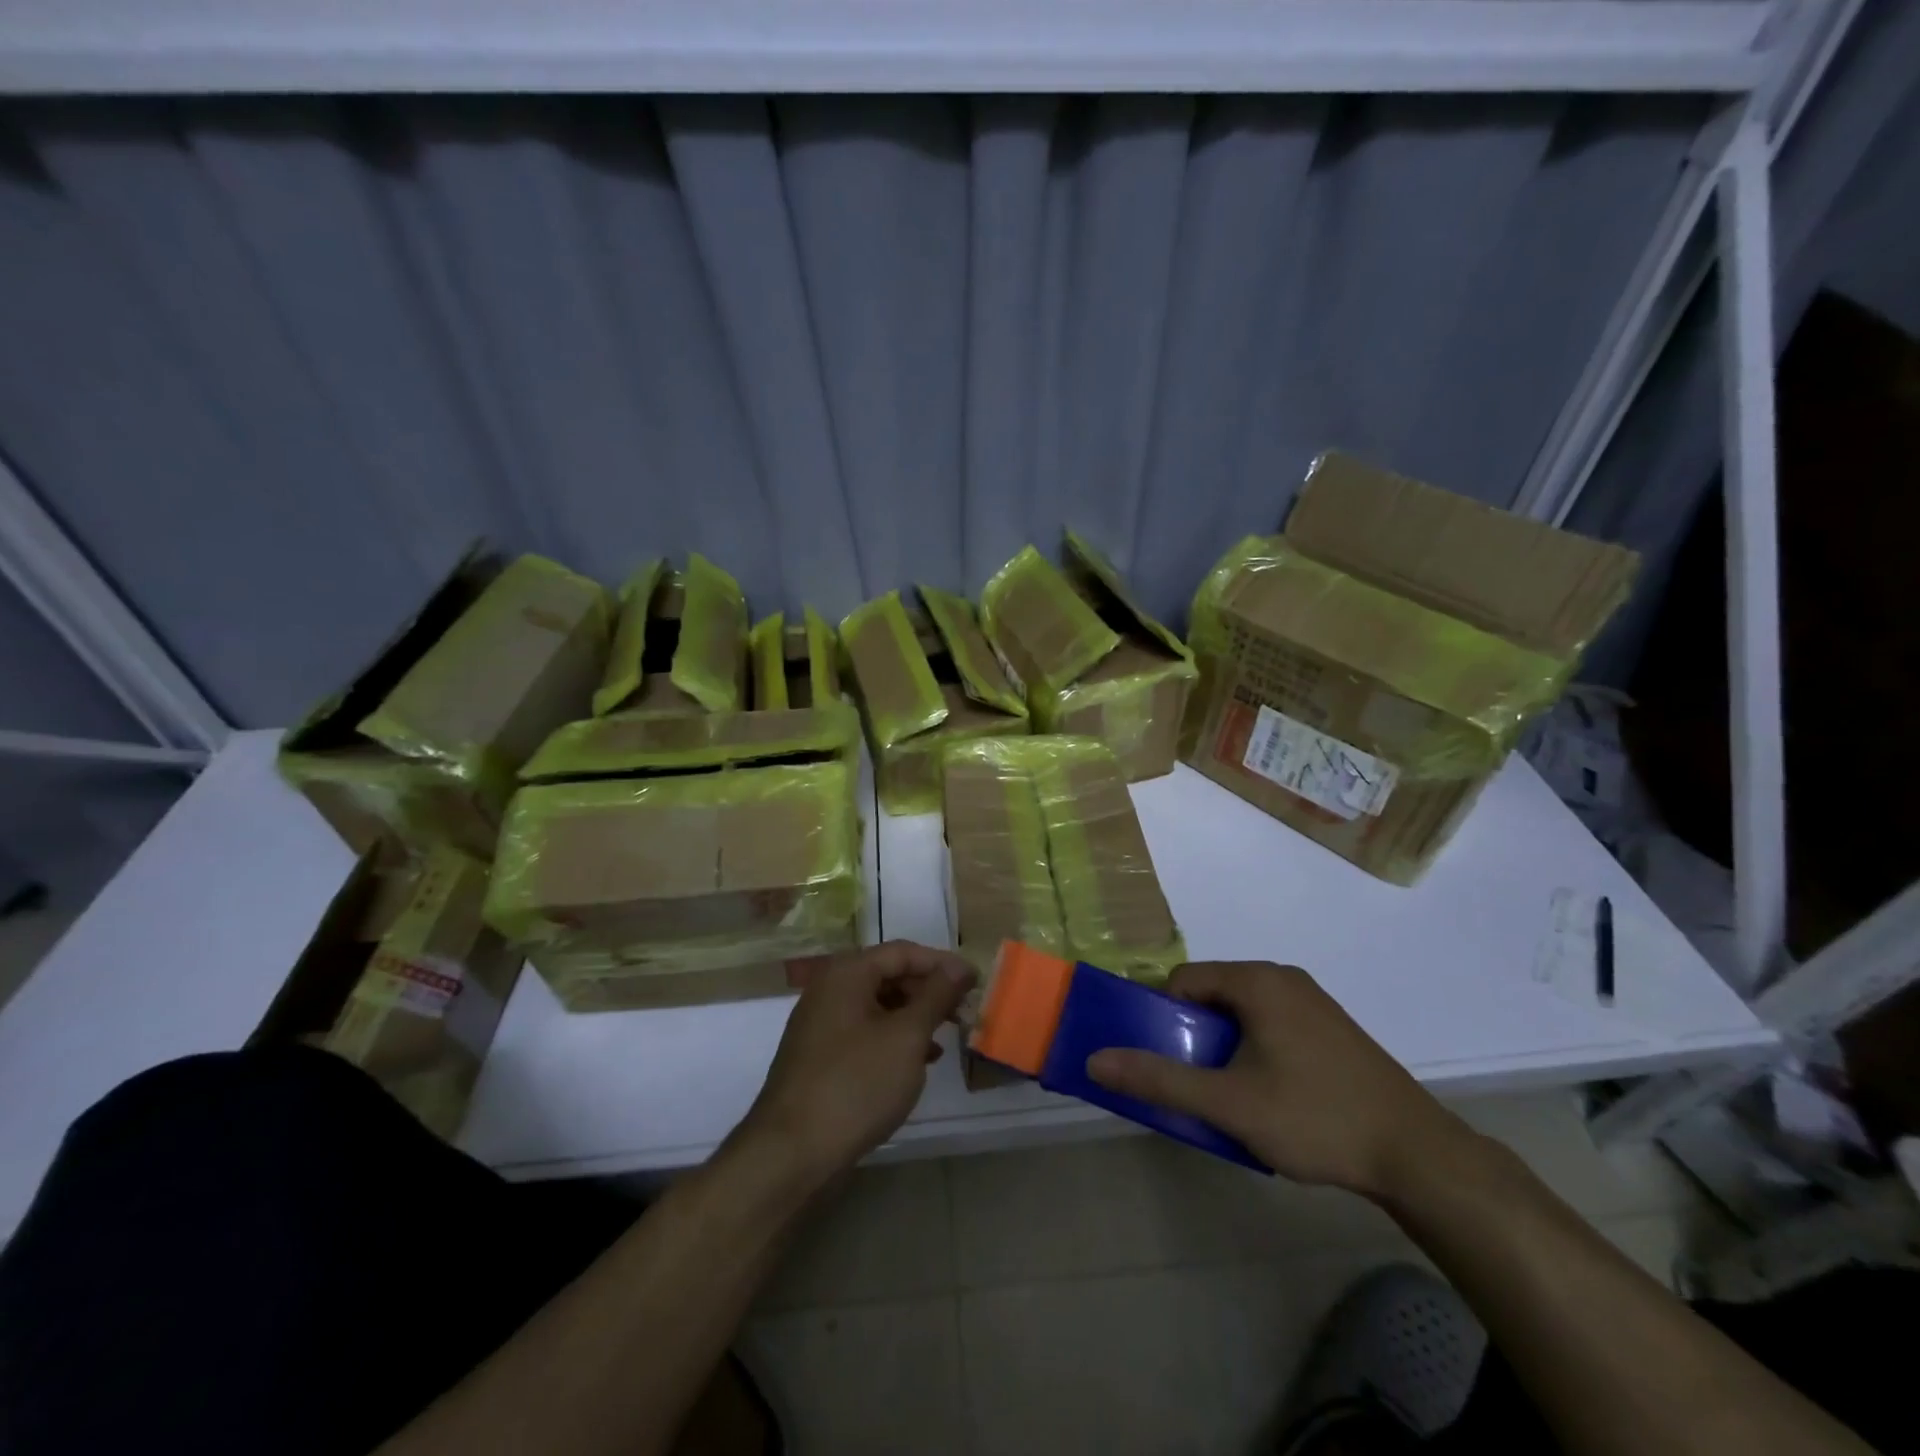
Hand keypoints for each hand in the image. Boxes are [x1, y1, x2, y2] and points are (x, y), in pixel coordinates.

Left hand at [737, 941, 974, 1186]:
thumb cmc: (856, 1084)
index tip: (975, 982)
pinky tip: (916, 1063)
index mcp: (846, 973)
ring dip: (913, 1018)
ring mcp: (821, 1024)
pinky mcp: (819, 1057)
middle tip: (963, 1012)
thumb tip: (960, 967)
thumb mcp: (907, 1036)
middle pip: (888, 976)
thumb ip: (936, 996)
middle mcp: (829, 989)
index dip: (942, 963)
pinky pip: (864, 1033)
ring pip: (878, 1006)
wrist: (791, 1154)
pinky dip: (893, 1040)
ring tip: (945, 1039)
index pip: (903, 952)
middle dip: (928, 992)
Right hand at [1086, 962, 1468, 1199]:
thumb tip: (1095, 1059)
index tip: (1163, 1060)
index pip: (1183, 980)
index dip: (1161, 1016)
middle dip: (1192, 1035)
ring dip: (1221, 1047)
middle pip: (1211, 994)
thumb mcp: (1229, 1103)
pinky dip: (1252, 1050)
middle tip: (1193, 1083)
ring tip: (1228, 1095)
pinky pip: (1270, 1025)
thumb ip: (1159, 1079)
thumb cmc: (1315, 1118)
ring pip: (1241, 1013)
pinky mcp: (1330, 1028)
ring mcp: (1312, 1002)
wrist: (1418, 1156)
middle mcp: (1283, 978)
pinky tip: (1268, 1096)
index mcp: (1257, 981)